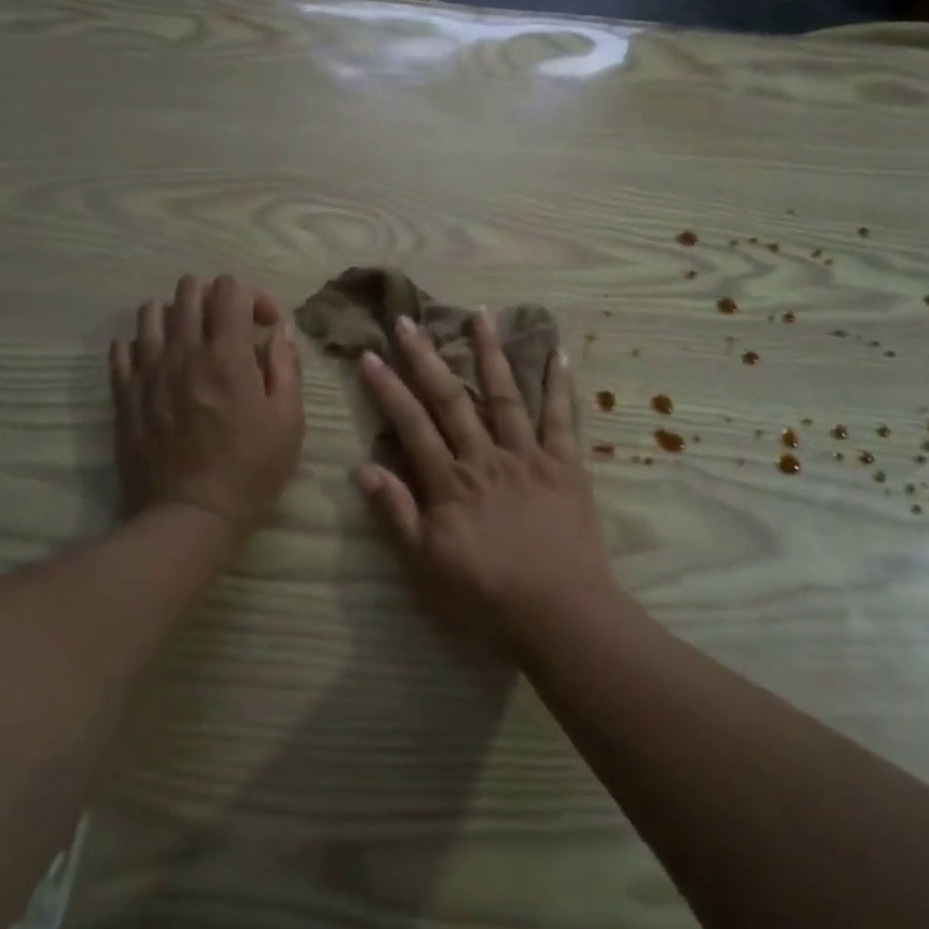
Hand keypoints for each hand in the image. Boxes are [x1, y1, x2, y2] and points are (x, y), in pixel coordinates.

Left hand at [110, 275, 304, 544]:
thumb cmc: (250, 471)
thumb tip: (281, 331)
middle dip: (217, 299)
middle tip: (232, 331)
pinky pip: (123, 346)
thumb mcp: (288, 421)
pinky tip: (163, 367)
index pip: (230, 287)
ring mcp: (146, 371)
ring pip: (151, 310)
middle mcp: (182, 351)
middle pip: (189, 288)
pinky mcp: (123, 394)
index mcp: (226, 355)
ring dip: (179, 317)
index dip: (253, 296)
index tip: (265, 327)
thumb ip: (286, 367)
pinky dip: (145, 345)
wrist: (190, 517)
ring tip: (194, 345)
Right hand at [353, 310, 618, 654]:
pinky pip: (563, 420)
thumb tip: (362, 467)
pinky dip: (559, 387)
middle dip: (426, 357)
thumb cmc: (486, 597)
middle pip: (452, 399)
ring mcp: (528, 457)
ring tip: (479, 315)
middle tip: (408, 319)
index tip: (370, 354)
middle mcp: (486, 457)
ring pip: (505, 396)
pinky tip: (557, 354)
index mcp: (450, 482)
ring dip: (490, 354)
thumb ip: (396, 514)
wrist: (559, 613)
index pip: (411, 424)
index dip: (388, 388)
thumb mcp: (425, 565)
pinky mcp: (566, 466)